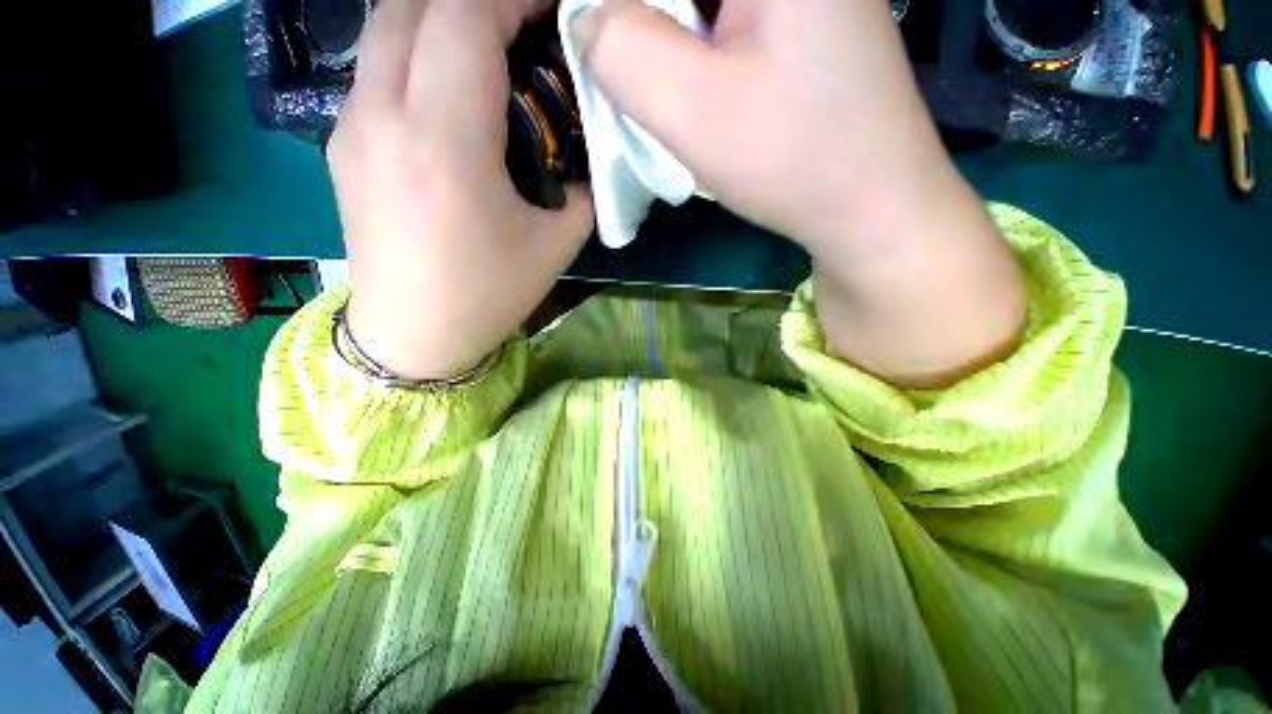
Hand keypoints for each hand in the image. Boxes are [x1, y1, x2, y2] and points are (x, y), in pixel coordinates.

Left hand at [329, 0, 593, 379]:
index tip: (553, 7)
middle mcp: (383, 113)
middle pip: (415, 1)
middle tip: (526, 23)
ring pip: (386, 23)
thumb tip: (590, 149)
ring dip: (442, 15)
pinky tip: (450, 86)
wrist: (413, 334)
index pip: (465, 16)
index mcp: (444, 141)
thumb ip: (582, 185)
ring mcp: (350, 123)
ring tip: (491, 45)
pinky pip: (376, 63)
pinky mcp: (341, 140)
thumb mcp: (556, 244)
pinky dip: (417, 47)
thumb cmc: (489, 294)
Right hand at [575, 0, 1025, 386]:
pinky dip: (694, 45)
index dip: (606, 6)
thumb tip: (586, 19)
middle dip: (638, 22)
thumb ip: (622, 52)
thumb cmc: (793, 160)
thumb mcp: (693, 111)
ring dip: (663, 35)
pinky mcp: (804, 14)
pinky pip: (725, 16)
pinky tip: (700, 87)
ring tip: (666, 93)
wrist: (872, 204)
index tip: (589, 43)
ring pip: (697, 1)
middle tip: (626, 75)